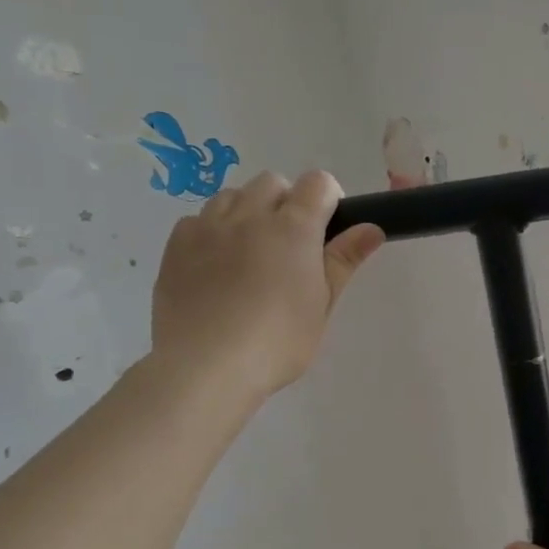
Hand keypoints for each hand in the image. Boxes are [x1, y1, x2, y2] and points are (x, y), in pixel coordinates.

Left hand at [149, 170, 382, 400]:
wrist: (206, 365)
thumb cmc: (278, 341)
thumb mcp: (322, 305)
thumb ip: (343, 261)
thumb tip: (372, 227)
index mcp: (294, 228)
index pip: (318, 183)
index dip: (328, 198)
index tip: (329, 228)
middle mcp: (250, 215)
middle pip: (273, 182)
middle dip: (286, 202)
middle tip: (290, 246)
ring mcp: (209, 226)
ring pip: (233, 195)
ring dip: (248, 211)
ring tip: (250, 253)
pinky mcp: (176, 244)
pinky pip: (198, 219)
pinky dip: (212, 231)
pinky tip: (215, 266)